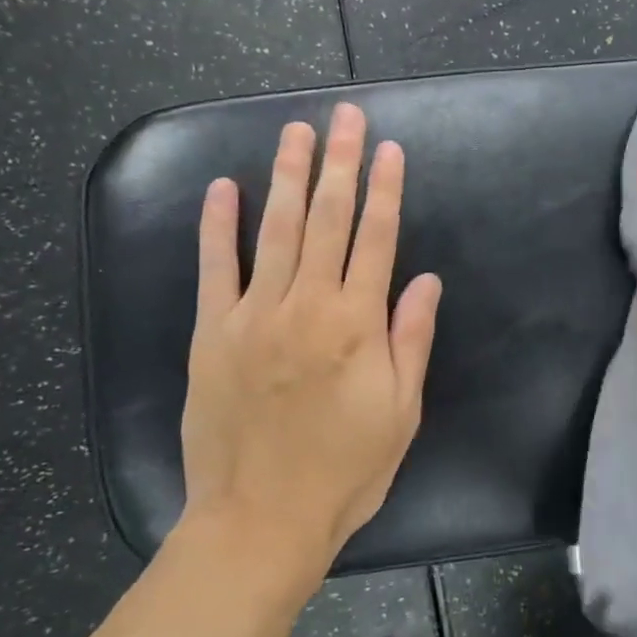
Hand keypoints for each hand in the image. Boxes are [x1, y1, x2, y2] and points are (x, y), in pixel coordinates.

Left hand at [179, 103, 442, 569]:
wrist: (261, 520)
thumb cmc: (345, 470)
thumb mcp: (401, 412)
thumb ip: (410, 339)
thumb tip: (425, 280)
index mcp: (357, 324)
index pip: (377, 239)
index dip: (385, 189)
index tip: (389, 148)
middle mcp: (306, 305)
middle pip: (328, 220)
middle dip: (339, 163)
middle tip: (344, 117)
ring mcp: (253, 315)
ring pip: (276, 230)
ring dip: (288, 177)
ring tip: (296, 132)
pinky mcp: (210, 333)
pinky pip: (214, 268)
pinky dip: (218, 226)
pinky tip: (225, 188)